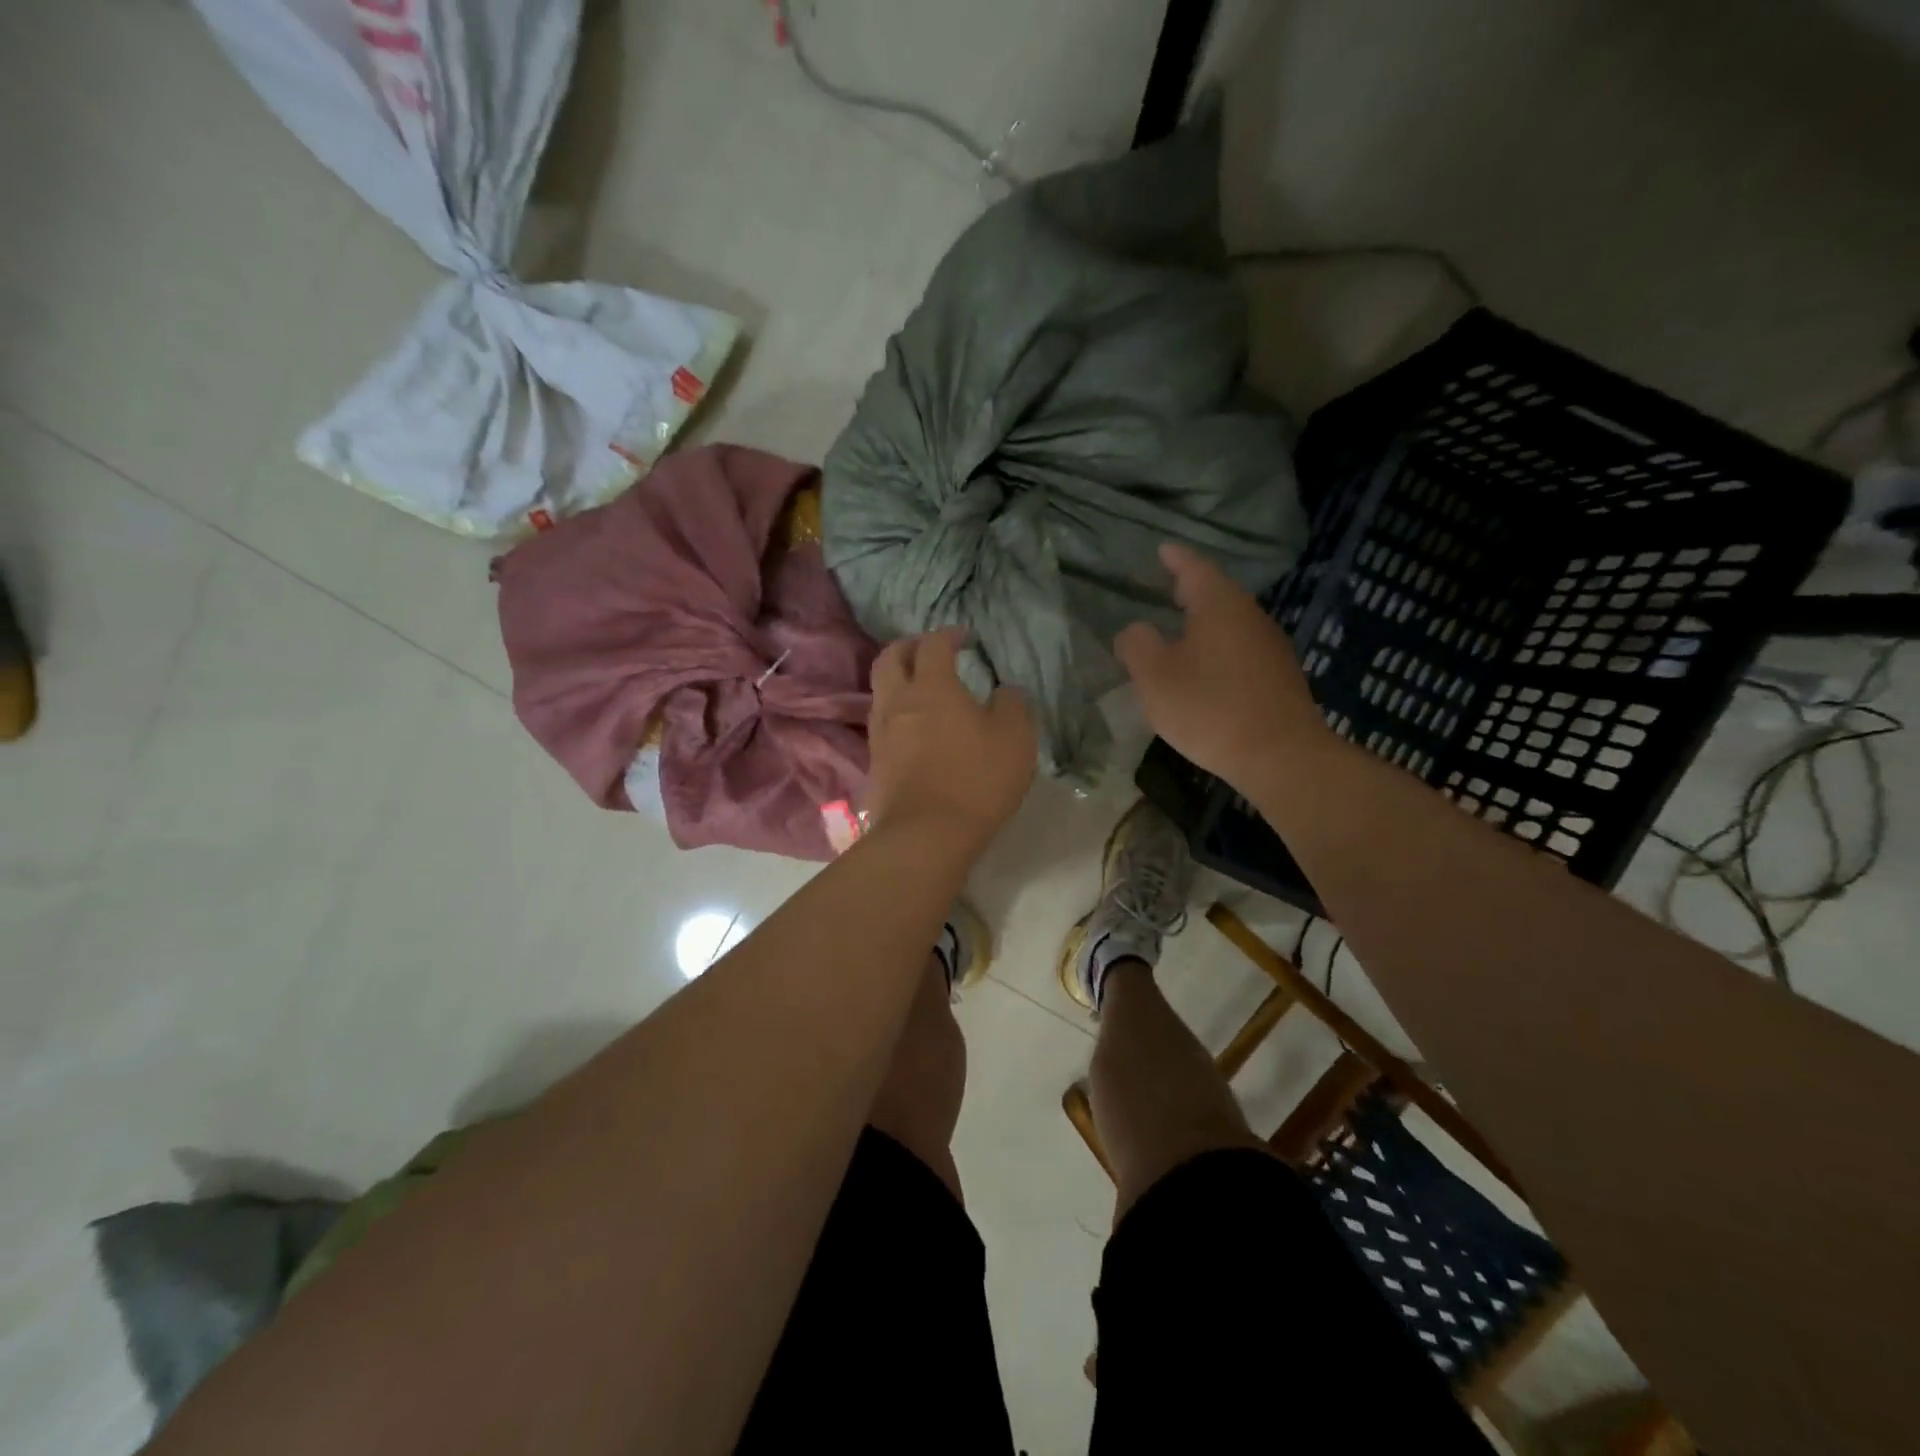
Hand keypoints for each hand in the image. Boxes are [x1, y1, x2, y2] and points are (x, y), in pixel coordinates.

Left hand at [865, 628, 1036, 847]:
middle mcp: (898, 702)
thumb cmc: (976, 779)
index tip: (965, 637)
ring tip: (921, 689)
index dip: (948, 634)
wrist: (925, 835)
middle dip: (909, 646)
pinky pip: (881, 724)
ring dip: (898, 680)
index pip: (933, 644)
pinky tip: (914, 729)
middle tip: (929, 651)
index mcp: (932, 686)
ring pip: (880, 691)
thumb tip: (1005, 691)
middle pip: (890, 658)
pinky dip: (896, 714)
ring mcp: (880, 733)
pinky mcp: (874, 763)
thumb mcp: (1015, 738)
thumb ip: (1012, 704)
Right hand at [1115, 543, 1327, 790]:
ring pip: (1231, 622)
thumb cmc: (1209, 708)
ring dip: (1205, 621)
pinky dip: (1219, 647)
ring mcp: (1270, 646)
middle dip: (1191, 588)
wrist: (1280, 755)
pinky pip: (1241, 648)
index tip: (1162, 549)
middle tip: (1167, 586)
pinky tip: (1206, 667)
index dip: (1175, 558)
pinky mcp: (1279, 676)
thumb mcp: (1155, 676)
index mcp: (1219, 605)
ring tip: (1180, 628)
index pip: (1194, 567)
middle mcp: (1250, 616)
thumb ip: (1137, 645)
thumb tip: (1136, 630)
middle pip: (1217, 593)